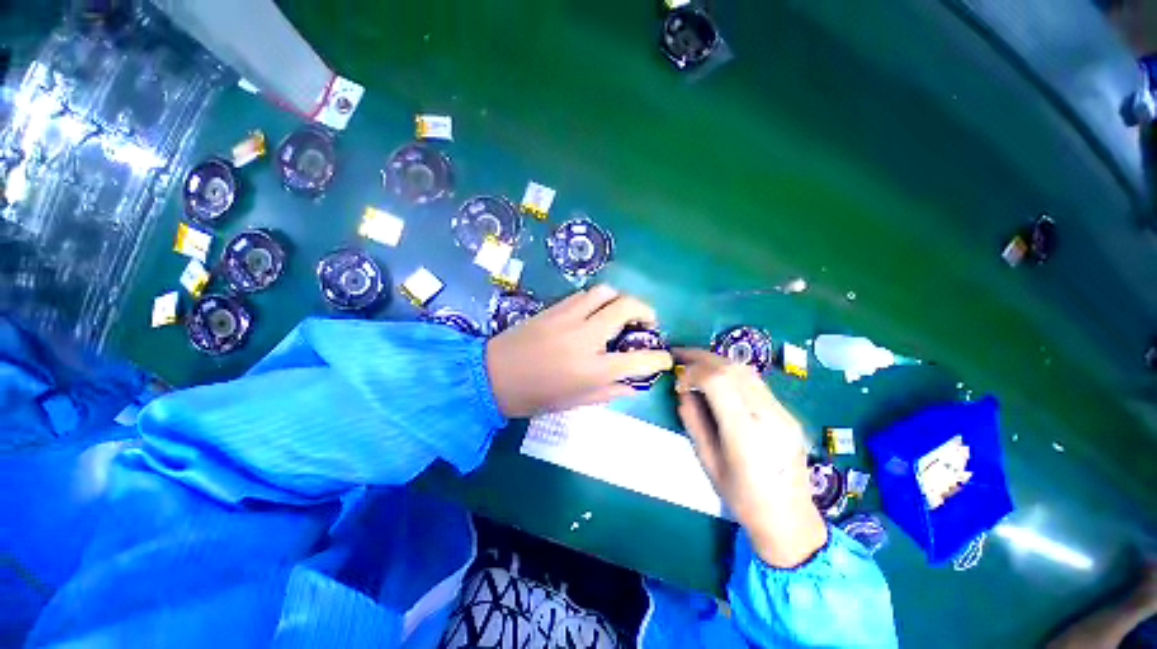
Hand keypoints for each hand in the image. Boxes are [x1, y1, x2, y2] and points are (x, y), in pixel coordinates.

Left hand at [486, 285, 672, 417]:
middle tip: (648, 322)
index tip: (664, 358)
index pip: (639, 360)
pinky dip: (599, 300)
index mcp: (592, 369)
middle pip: (627, 308)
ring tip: (622, 312)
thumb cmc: (534, 396)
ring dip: (622, 299)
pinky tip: (596, 311)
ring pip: (606, 292)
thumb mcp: (575, 402)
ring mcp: (568, 318)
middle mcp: (585, 337)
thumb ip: (609, 392)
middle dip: (646, 311)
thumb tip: (634, 385)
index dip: (659, 359)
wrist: (491, 375)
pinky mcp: (554, 308)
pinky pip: (585, 294)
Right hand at [674, 348, 826, 567]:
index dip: (693, 372)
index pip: (718, 381)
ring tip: (695, 362)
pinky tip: (717, 378)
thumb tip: (684, 391)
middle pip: (733, 369)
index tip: (678, 382)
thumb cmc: (742, 498)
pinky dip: (731, 373)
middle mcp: (769, 416)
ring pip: (746, 371)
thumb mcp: (707, 461)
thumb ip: (693, 421)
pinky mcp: (787, 414)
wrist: (790, 519)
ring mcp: (783, 413)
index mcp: (746, 433)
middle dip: (702, 357)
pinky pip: (756, 383)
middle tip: (679, 355)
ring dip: (716, 361)